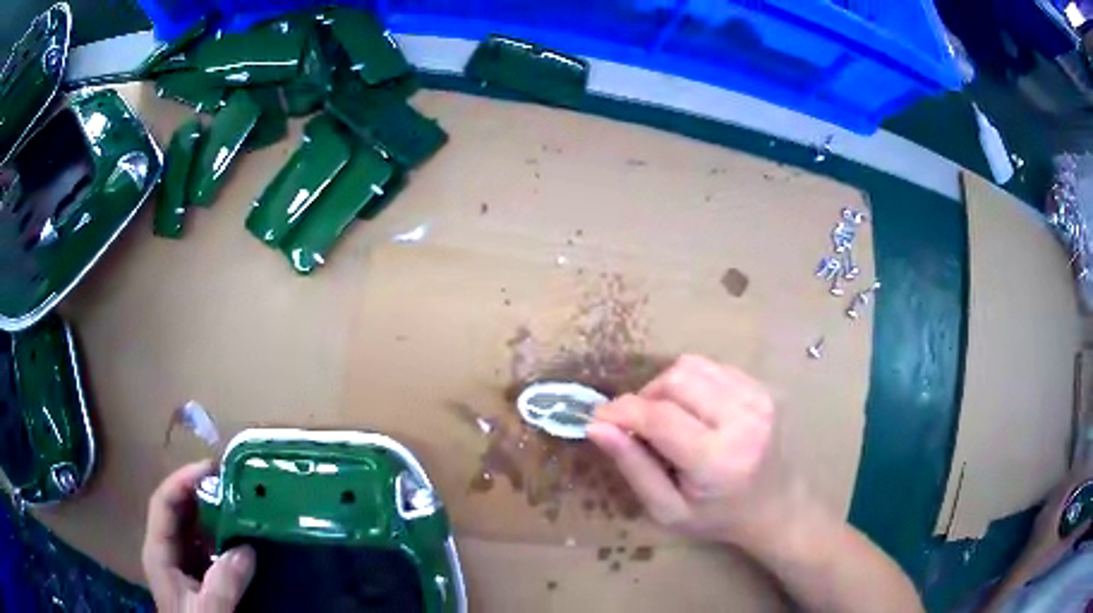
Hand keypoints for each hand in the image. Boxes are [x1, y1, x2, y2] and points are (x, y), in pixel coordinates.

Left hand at [142, 461, 255, 612]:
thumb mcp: (209, 609)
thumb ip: (224, 581)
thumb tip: (247, 548)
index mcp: (158, 552)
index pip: (163, 503)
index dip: (183, 481)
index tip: (211, 469)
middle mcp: (165, 551)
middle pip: (177, 511)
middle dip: (200, 492)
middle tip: (229, 482)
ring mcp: (180, 565)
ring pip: (192, 529)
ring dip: (212, 515)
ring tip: (237, 504)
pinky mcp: (196, 577)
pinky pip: (206, 549)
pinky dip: (221, 538)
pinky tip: (239, 538)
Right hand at [588, 355, 800, 544]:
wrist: (776, 505)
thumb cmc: (717, 517)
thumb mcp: (667, 509)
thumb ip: (633, 466)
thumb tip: (597, 427)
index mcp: (717, 460)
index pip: (658, 417)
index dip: (621, 411)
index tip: (598, 418)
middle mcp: (742, 419)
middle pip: (675, 380)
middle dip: (645, 398)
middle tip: (640, 427)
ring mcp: (757, 398)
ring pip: (691, 365)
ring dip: (667, 387)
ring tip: (668, 418)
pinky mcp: (762, 387)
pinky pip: (711, 367)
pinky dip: (691, 384)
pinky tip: (695, 411)